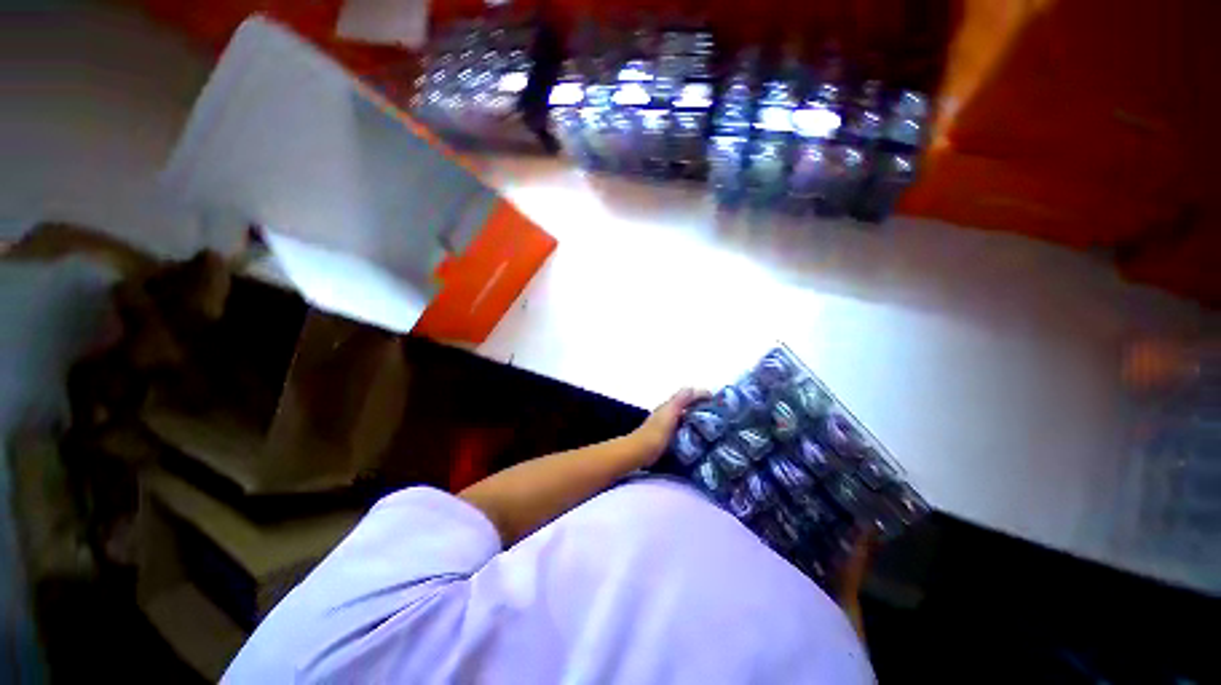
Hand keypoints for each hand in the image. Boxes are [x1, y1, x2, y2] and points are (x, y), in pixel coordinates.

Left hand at [628, 388, 709, 467]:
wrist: (640, 452)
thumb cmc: (655, 433)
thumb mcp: (669, 414)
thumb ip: (679, 401)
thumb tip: (692, 388)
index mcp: (670, 406)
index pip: (688, 396)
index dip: (701, 396)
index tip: (717, 402)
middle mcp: (669, 412)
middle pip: (688, 406)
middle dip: (702, 407)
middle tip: (719, 415)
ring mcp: (669, 425)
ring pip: (687, 417)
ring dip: (698, 418)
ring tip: (714, 426)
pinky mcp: (669, 436)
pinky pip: (684, 428)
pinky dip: (693, 429)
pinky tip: (701, 437)